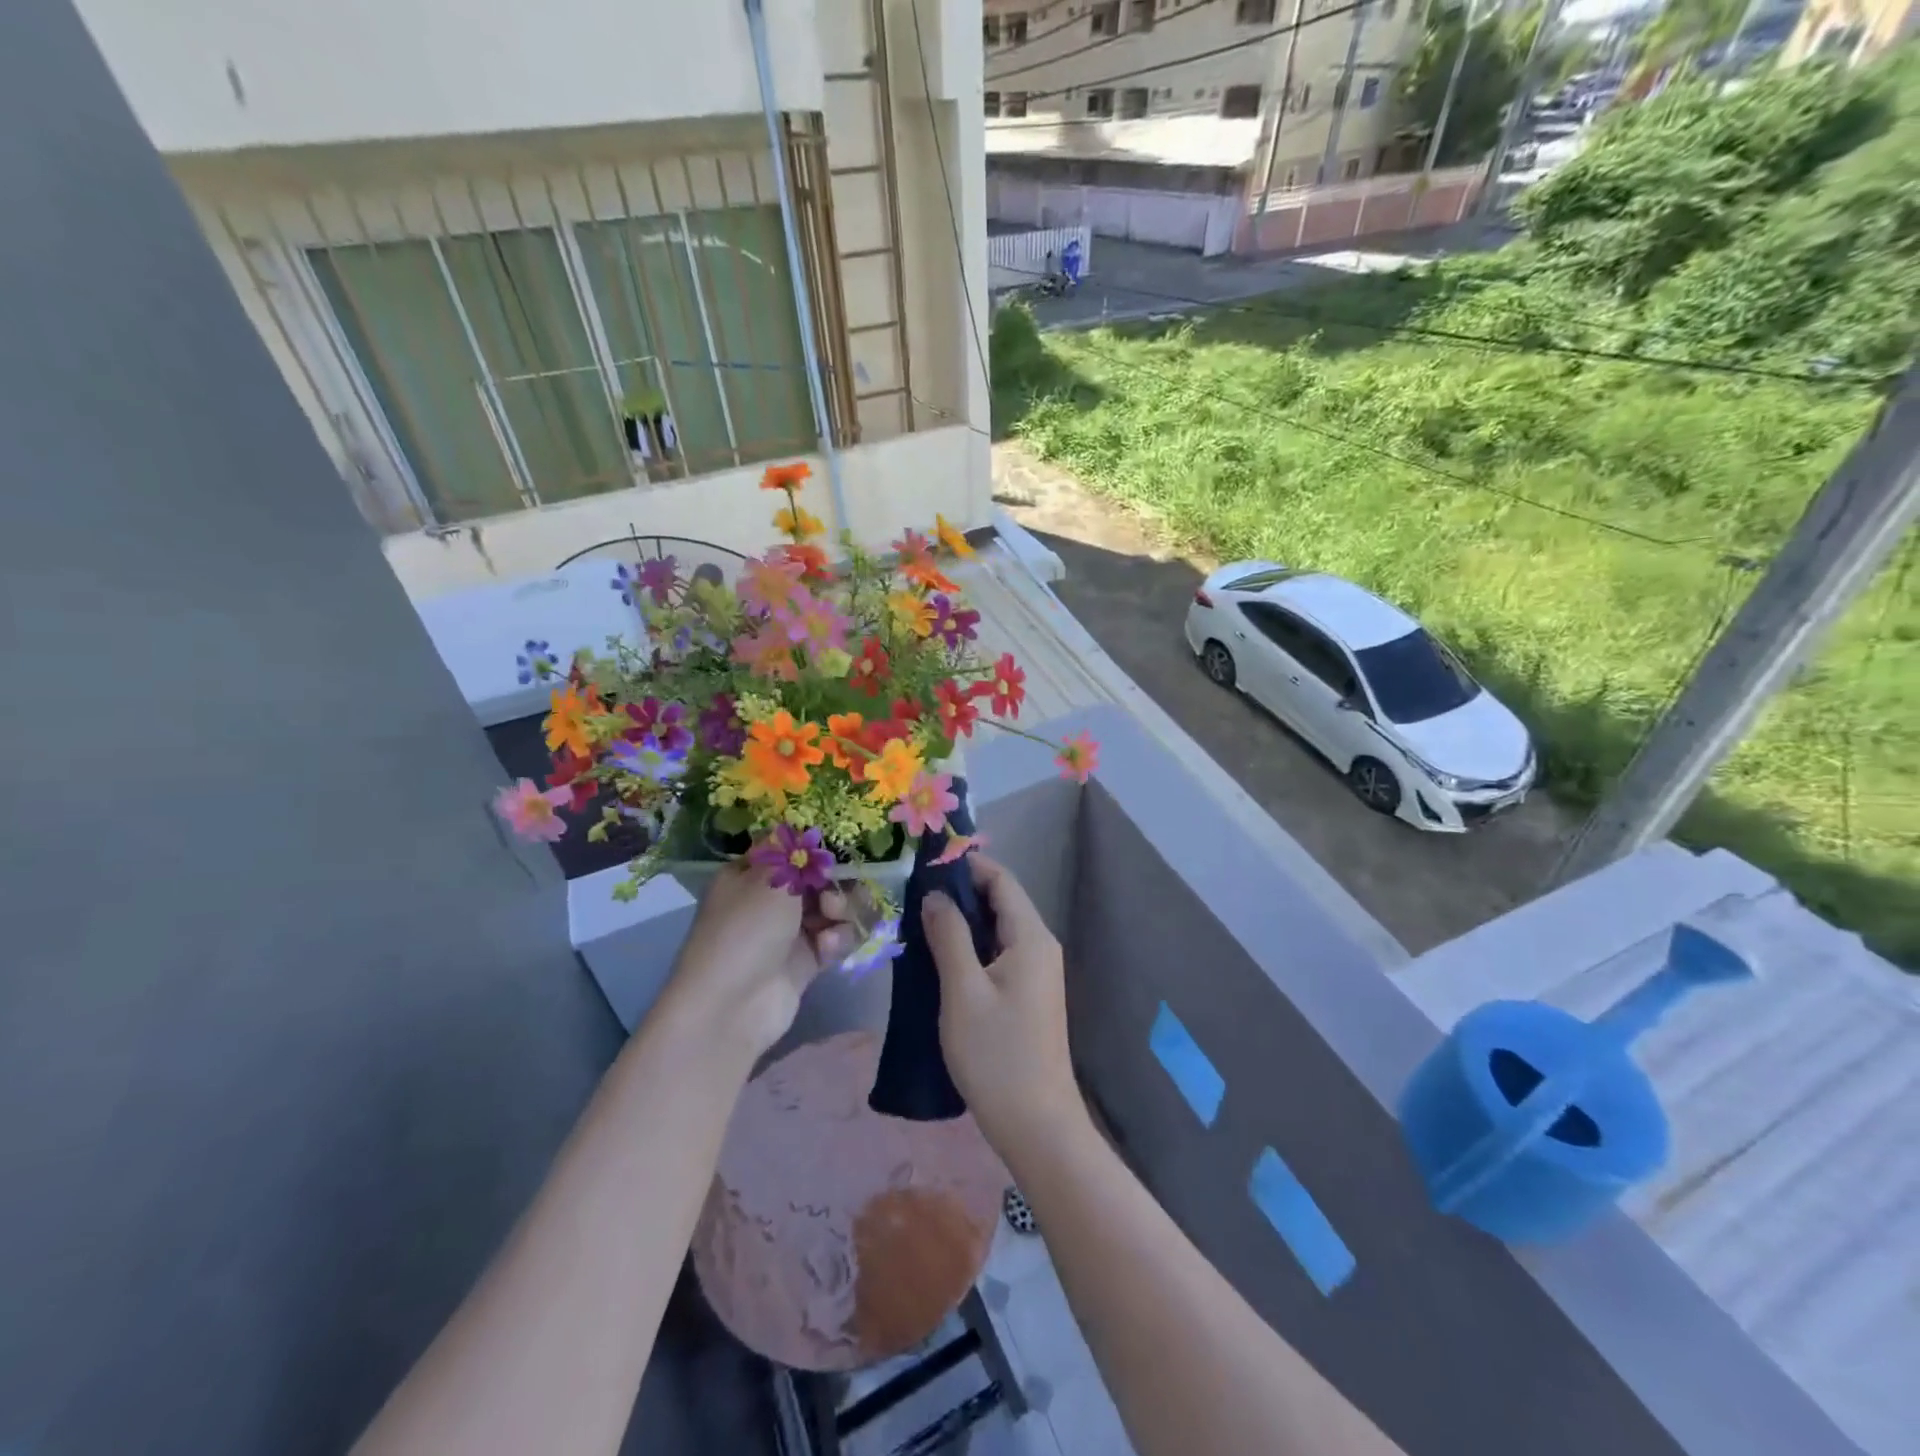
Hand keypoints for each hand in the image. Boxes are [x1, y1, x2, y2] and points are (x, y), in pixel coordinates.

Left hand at [667, 865, 851, 1057]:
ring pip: (832, 908)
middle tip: (831, 897)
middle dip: (834, 883)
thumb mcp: (767, 878)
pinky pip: (835, 938)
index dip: (813, 851)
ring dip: (842, 911)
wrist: (731, 1007)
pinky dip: (838, 939)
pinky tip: (829, 948)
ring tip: (835, 921)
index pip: (789, 851)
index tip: (832, 855)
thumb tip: (804, 830)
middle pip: (817, 879)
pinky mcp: (807, 962)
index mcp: (750, 874)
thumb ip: (795, 852)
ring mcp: (788, 932)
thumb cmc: (745, 930)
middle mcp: (768, 900)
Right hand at [921, 857, 1082, 1154]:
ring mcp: (1037, 972)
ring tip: (918, 921)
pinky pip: (998, 954)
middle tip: (912, 893)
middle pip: (1000, 901)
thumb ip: (948, 936)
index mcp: (1031, 937)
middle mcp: (1040, 946)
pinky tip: (939, 957)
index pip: (1001, 879)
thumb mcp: (963, 991)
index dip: (965, 864)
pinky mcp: (1028, 995)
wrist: (1037, 1125)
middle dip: (959, 892)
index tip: (924, 863)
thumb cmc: (997, 1055)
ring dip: (962, 921)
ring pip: (996, 929)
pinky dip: (970, 947)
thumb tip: (935, 895)